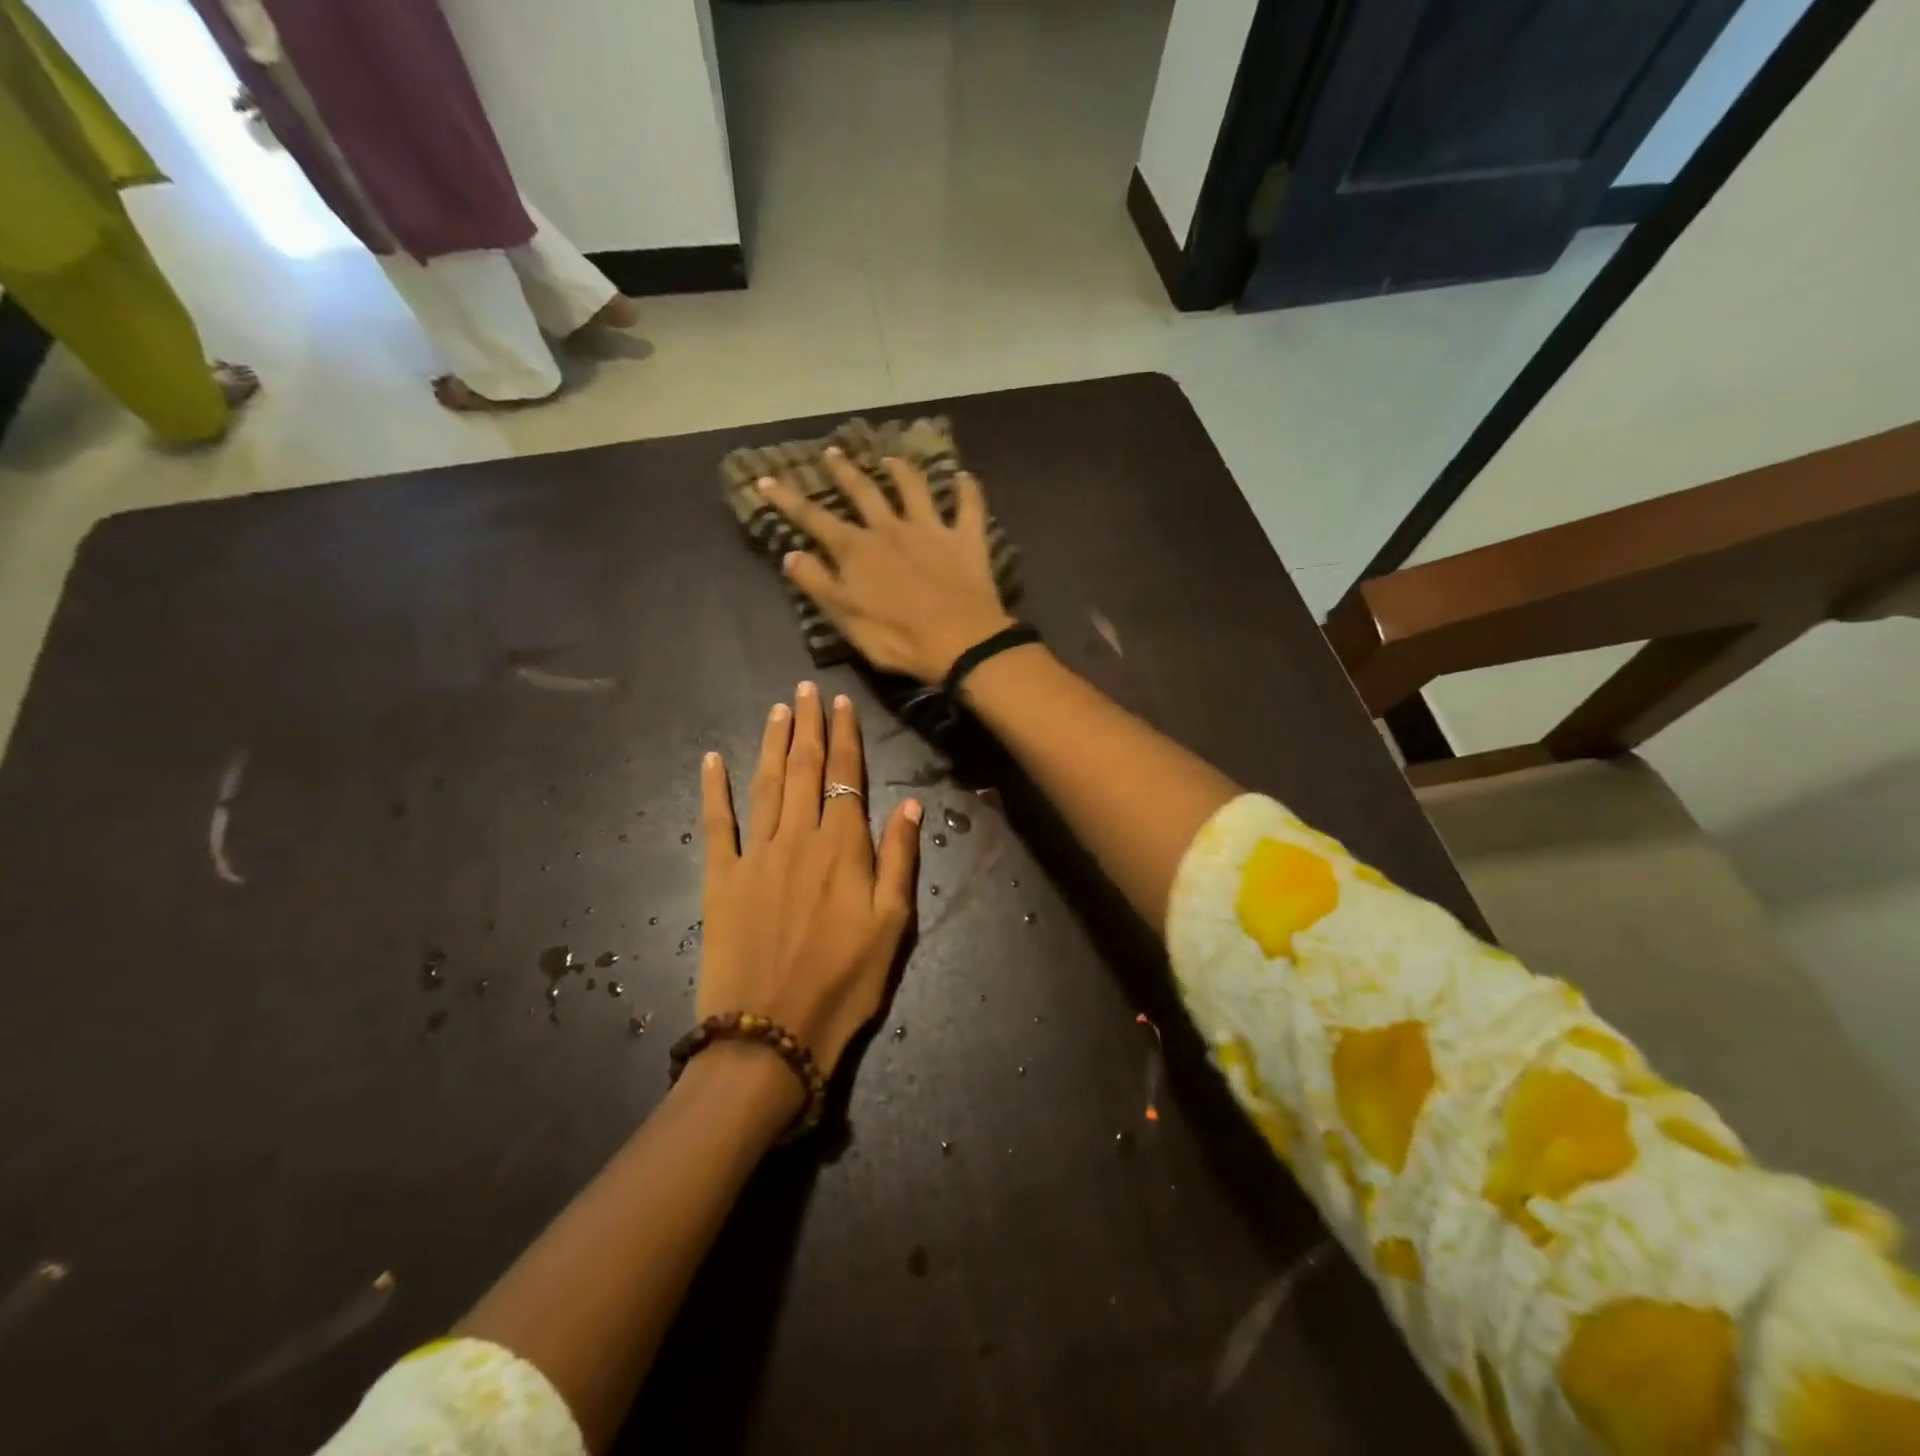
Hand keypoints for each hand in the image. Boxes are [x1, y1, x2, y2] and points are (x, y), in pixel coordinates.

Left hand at [697, 683, 921, 1078]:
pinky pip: (716, 824)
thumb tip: (910, 803)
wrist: (770, 1033)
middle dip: (807, 725)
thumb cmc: (844, 983)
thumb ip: (900, 859)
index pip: (845, 777)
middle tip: (806, 689)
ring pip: (765, 784)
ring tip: (777, 709)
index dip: (845, 737)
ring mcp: (755, 855)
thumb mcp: (893, 926)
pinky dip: (713, 789)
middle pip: (803, 769)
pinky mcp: (720, 879)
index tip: (841, 703)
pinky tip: (711, 760)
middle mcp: (798, 838)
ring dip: (771, 743)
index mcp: (843, 847)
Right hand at [758, 450, 1014, 683]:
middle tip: (832, 452)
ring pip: (914, 489)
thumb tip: (791, 554)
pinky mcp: (966, 540)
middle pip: (863, 492)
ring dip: (901, 471)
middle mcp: (890, 529)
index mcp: (857, 550)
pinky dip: (967, 490)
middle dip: (844, 472)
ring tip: (891, 458)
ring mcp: (931, 530)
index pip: (814, 518)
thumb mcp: (846, 619)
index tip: (766, 478)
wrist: (961, 643)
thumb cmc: (898, 638)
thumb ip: (818, 584)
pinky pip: (969, 507)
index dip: (788, 499)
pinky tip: (964, 476)